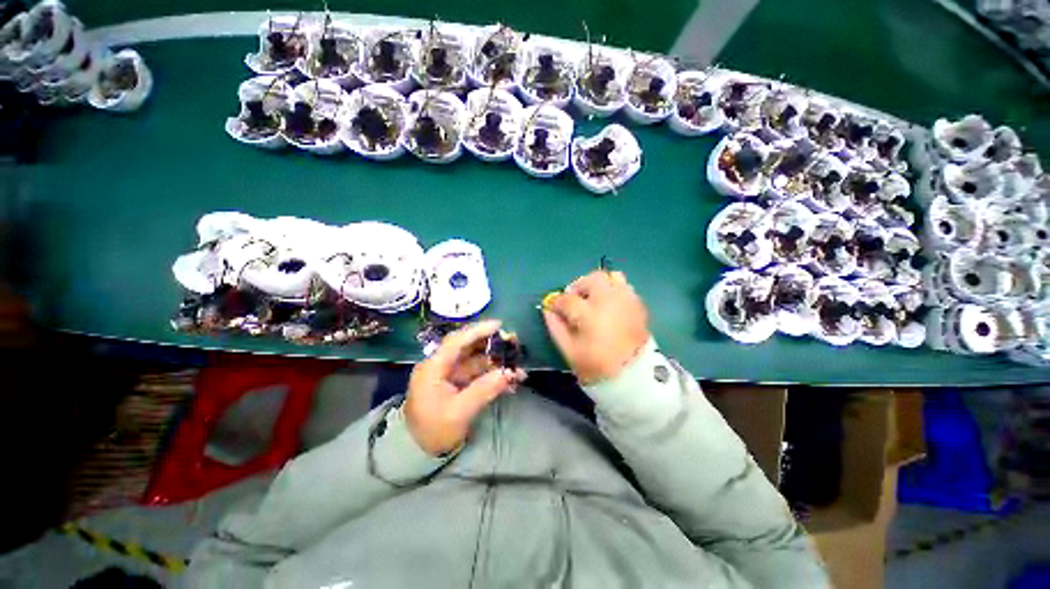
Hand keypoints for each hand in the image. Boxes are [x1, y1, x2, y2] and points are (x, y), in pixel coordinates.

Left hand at [405, 320, 525, 455]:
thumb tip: (509, 373)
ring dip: (496, 360)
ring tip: (517, 361)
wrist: (418, 452)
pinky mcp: (457, 384)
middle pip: (467, 347)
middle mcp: (441, 366)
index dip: (477, 331)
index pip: (456, 342)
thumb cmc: (433, 431)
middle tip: (513, 341)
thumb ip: (484, 390)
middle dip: (491, 343)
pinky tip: (510, 378)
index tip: (498, 325)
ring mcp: (449, 375)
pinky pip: (477, 373)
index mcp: (433, 368)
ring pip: (475, 360)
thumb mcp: (458, 413)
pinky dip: (493, 374)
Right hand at [542, 270, 650, 384]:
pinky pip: (624, 286)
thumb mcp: (569, 351)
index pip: (567, 300)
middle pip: (591, 280)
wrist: (633, 377)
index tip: (553, 308)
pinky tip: (608, 306)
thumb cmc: (596, 366)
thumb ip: (556, 327)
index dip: (556, 303)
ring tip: (592, 299)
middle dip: (578, 287)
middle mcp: (610, 302)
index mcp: (590, 315)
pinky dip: (613, 290)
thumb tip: (547, 310)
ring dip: (597, 285)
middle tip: (573, 300)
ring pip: (610, 277)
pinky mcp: (638, 304)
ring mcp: (626, 301)